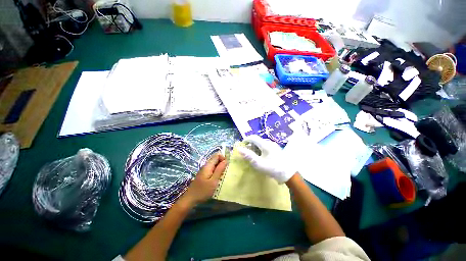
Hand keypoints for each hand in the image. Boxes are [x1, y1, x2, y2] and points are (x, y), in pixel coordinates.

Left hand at [180, 153, 226, 206]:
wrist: (190, 199)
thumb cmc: (203, 191)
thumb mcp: (213, 181)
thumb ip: (219, 170)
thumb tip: (225, 160)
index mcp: (208, 165)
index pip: (217, 155)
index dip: (223, 158)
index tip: (227, 166)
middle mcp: (206, 166)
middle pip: (215, 159)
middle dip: (222, 162)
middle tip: (226, 171)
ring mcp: (204, 170)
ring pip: (214, 164)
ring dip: (219, 167)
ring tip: (223, 175)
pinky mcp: (203, 175)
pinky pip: (212, 169)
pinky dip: (216, 171)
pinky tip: (218, 178)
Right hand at [237, 135, 295, 183]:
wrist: (288, 173)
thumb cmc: (272, 168)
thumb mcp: (258, 163)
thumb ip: (248, 155)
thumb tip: (239, 148)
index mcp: (265, 144)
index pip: (252, 137)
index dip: (245, 140)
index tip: (242, 146)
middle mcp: (269, 142)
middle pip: (257, 140)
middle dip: (250, 145)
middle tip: (247, 153)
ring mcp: (273, 145)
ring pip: (261, 143)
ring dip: (255, 147)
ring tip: (254, 156)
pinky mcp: (276, 148)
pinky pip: (265, 146)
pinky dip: (260, 149)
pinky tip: (261, 156)